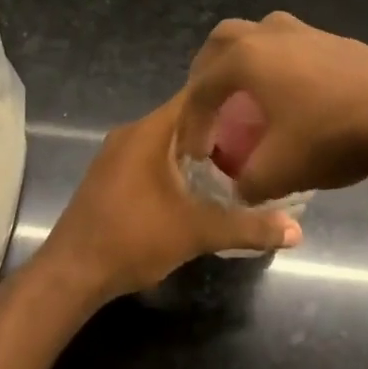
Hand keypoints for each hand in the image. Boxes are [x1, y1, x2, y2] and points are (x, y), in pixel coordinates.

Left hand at [37, 91, 302, 301]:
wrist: (70, 274)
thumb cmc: (133, 238)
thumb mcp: (196, 232)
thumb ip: (247, 227)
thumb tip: (296, 232)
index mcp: (150, 131)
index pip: (194, 94)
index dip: (228, 95)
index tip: (261, 103)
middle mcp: (131, 133)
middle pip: (182, 116)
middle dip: (218, 126)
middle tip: (258, 136)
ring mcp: (116, 155)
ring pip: (166, 139)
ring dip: (196, 148)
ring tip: (236, 161)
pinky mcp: (110, 176)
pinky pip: (151, 156)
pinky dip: (176, 163)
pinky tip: (198, 185)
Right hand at [178, 12, 367, 203]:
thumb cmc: (331, 136)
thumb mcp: (278, 172)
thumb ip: (246, 183)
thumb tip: (240, 187)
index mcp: (246, 59)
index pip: (202, 89)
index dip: (193, 124)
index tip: (196, 156)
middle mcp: (270, 34)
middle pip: (223, 41)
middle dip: (209, 73)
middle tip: (210, 105)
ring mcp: (306, 31)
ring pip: (260, 34)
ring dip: (245, 60)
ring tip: (247, 94)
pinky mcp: (335, 40)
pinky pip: (290, 45)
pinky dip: (277, 64)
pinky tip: (291, 95)